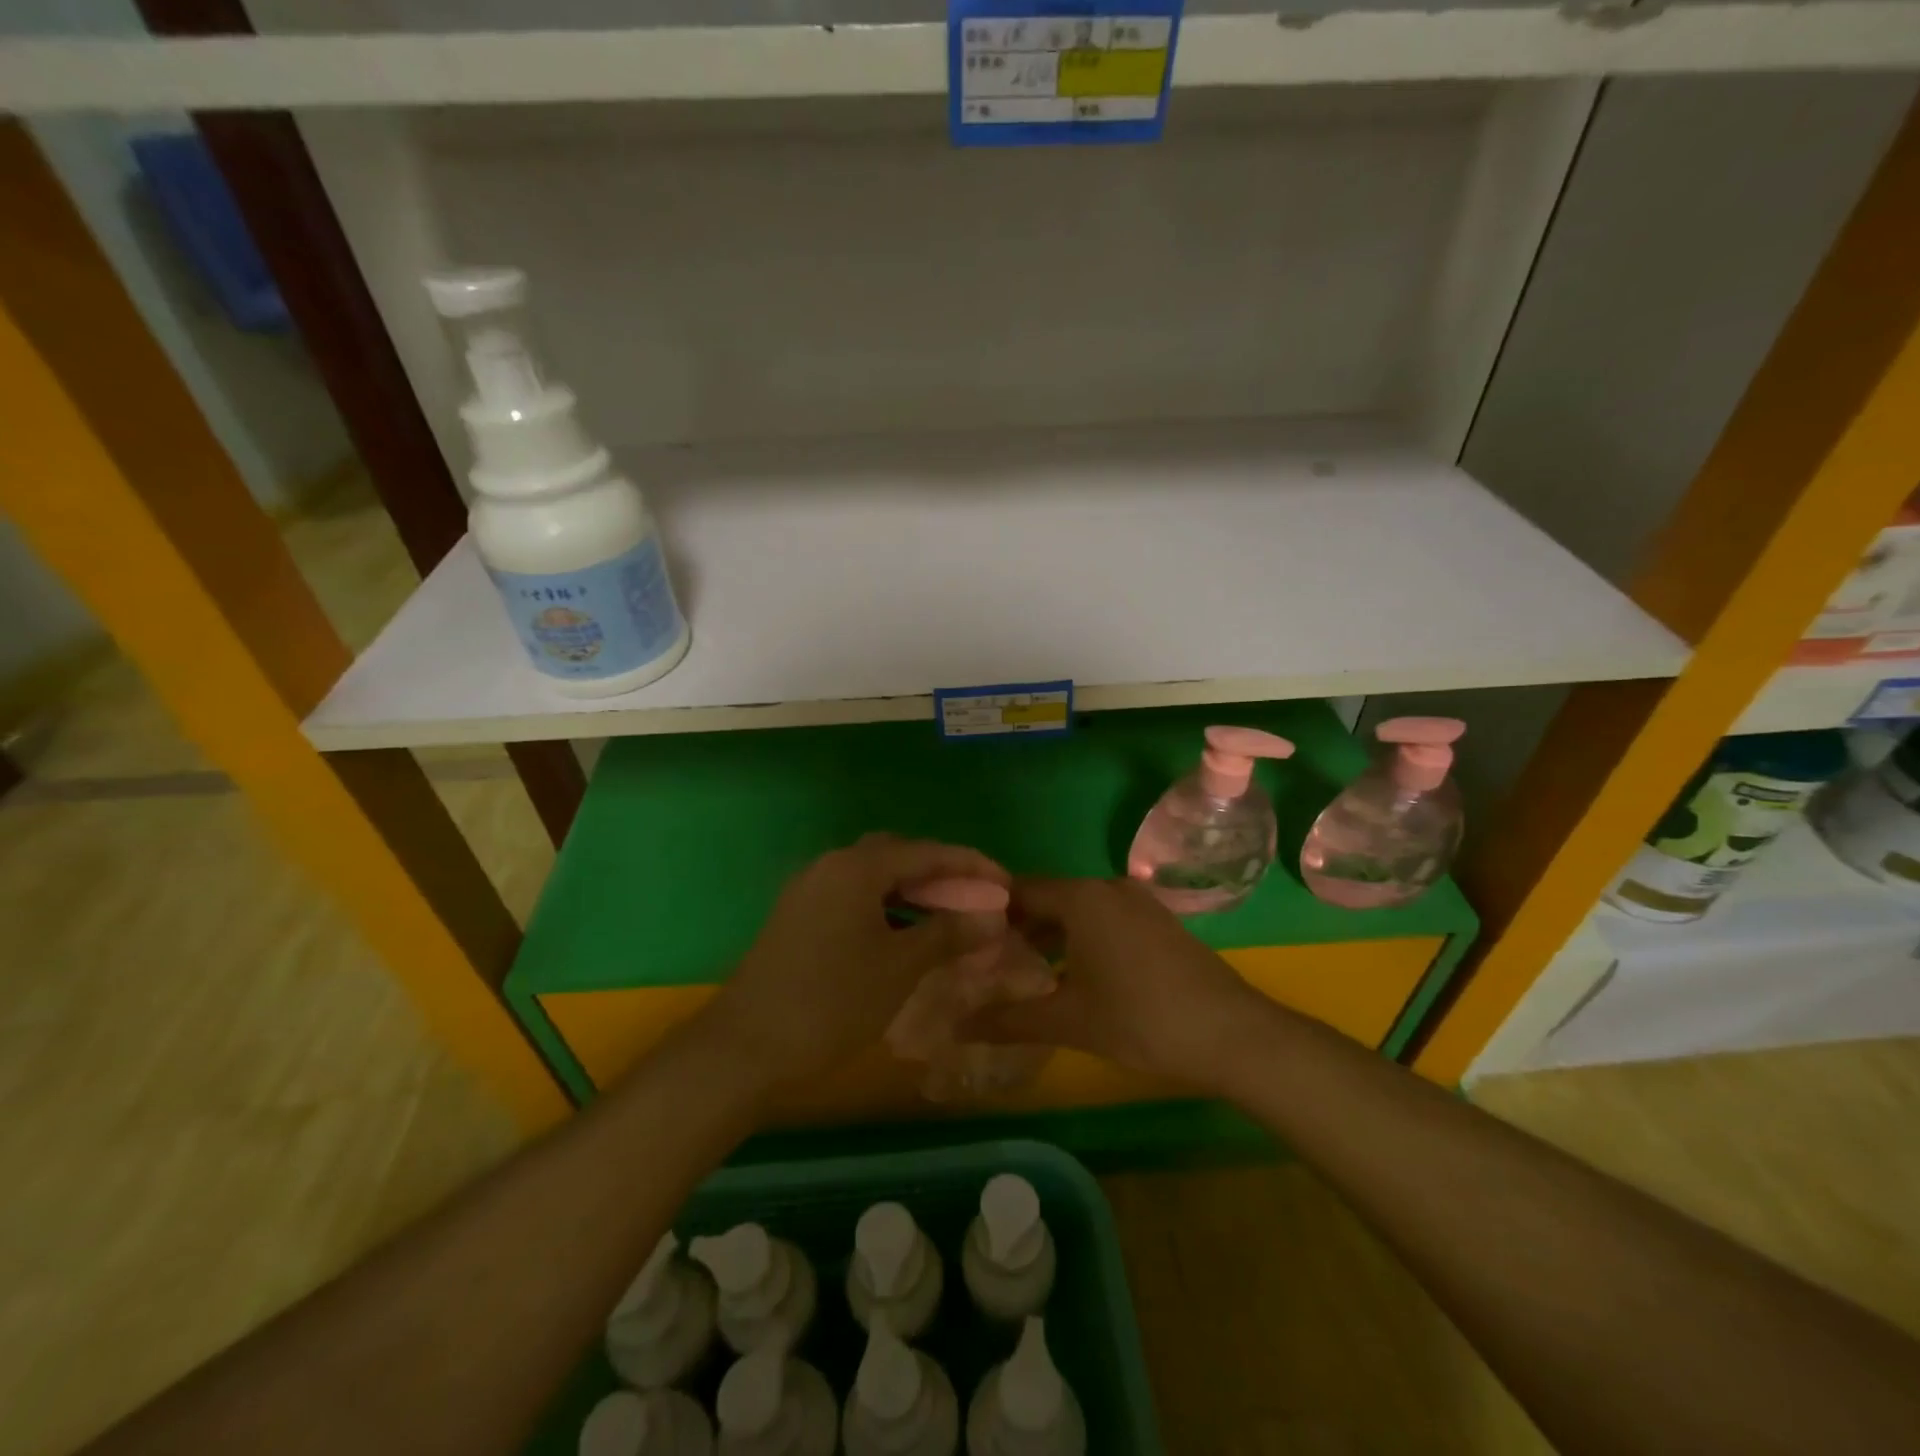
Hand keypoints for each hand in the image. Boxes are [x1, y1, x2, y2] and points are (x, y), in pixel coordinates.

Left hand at [697, 834, 1009, 1093]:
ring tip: (947, 921)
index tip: (1004, 881)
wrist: (745, 1048)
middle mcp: (830, 866)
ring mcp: (809, 891)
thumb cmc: (832, 1002)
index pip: (926, 852)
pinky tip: (905, 937)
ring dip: (913, 894)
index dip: (970, 865)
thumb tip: (992, 916)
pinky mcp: (797, 917)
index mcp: (856, 867)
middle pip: (897, 857)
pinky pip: (853, 899)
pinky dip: (886, 910)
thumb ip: (948, 933)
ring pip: (873, 879)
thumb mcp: (900, 967)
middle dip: (940, 875)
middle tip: (974, 901)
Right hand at [968, 877, 1269, 1089]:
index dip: (991, 913)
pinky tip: (1074, 974)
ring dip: (1052, 935)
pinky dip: (1082, 938)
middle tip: (990, 961)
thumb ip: (1008, 1020)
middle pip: (1049, 898)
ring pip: (1079, 910)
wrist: (1232, 1034)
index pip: (1020, 890)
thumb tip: (956, 1026)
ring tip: (1026, 971)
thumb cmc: (1141, 1020)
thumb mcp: (1069, 1021)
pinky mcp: (1158, 921)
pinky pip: (1106, 919)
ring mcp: (1139, 902)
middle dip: (1020, 927)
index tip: (967, 940)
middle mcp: (1108, 887)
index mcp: (1082, 897)